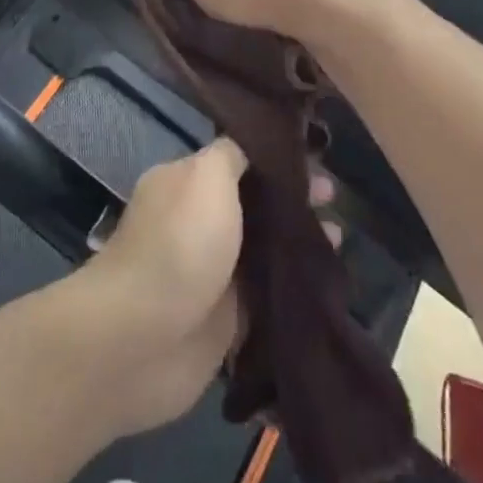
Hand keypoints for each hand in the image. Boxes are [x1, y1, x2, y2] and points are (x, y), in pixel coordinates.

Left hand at [69, 139, 339, 438]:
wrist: (143, 340)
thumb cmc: (179, 245)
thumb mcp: (205, 177)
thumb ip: (232, 155)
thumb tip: (252, 142)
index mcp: (185, 181)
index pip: (237, 159)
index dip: (276, 158)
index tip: (317, 156)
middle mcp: (197, 221)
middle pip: (254, 203)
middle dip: (293, 199)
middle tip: (335, 199)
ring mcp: (212, 271)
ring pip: (264, 249)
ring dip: (298, 242)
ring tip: (339, 239)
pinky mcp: (226, 320)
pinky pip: (268, 295)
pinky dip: (294, 287)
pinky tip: (328, 281)